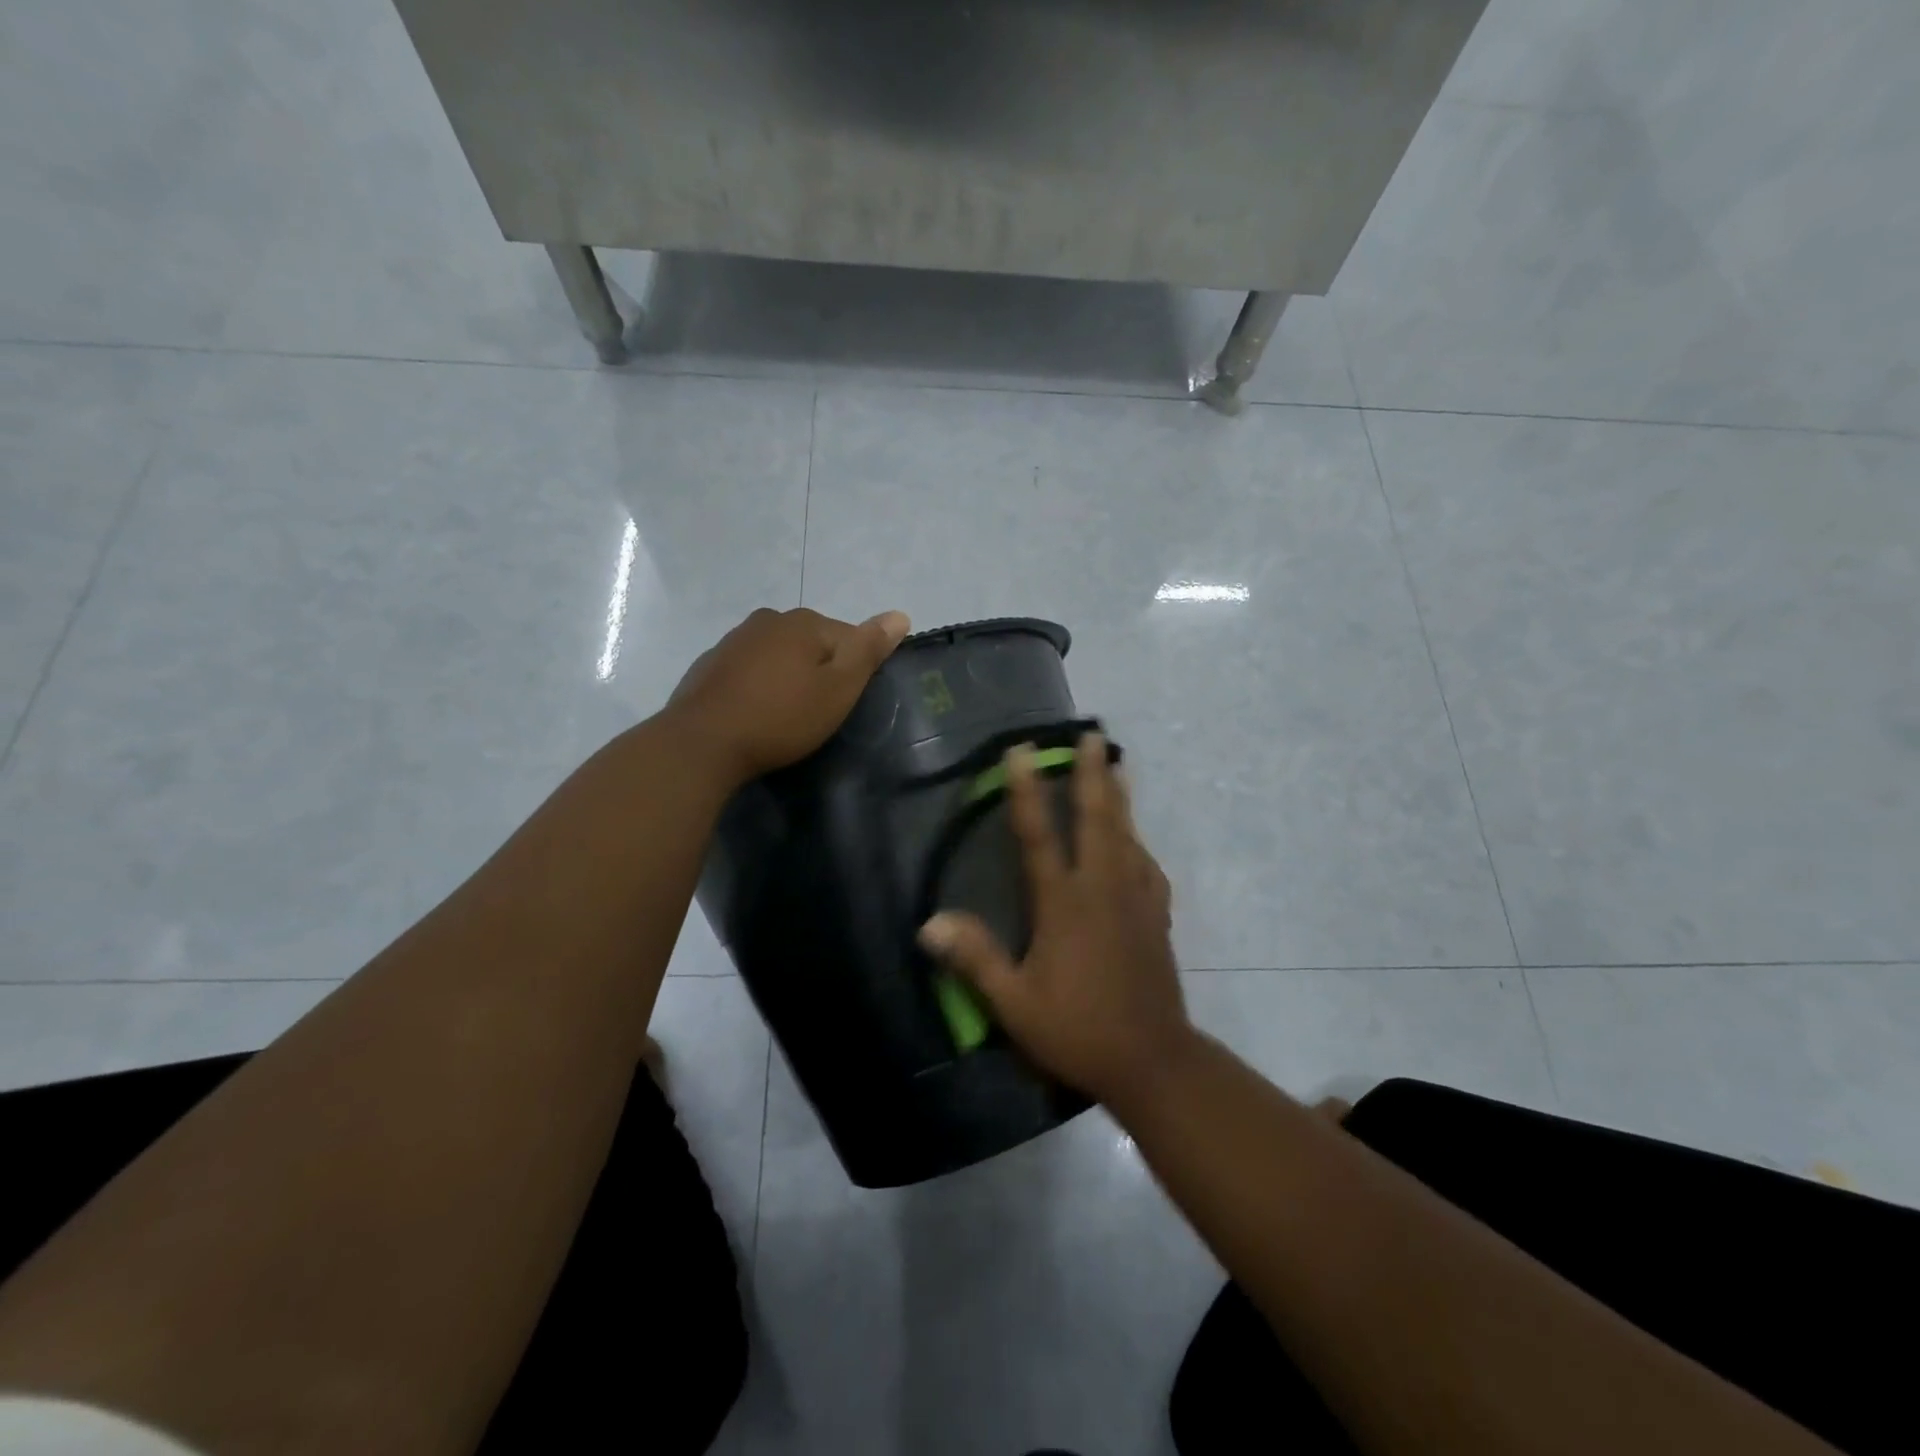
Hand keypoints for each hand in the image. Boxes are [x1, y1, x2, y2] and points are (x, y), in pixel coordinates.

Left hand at [667, 607, 910, 783]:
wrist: (702, 743)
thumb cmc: (781, 717)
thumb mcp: (838, 689)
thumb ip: (869, 650)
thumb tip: (900, 615)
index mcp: (804, 622)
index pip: (848, 637)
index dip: (853, 672)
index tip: (844, 703)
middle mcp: (768, 620)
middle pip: (812, 643)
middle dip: (820, 670)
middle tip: (817, 712)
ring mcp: (734, 640)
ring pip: (778, 655)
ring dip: (787, 677)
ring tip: (786, 715)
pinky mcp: (710, 664)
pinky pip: (749, 670)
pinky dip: (758, 685)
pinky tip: (755, 713)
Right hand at [917, 734, 1192, 1106]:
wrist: (1153, 1061)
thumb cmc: (1078, 1030)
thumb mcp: (1015, 1004)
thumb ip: (975, 959)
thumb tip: (929, 923)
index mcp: (1065, 903)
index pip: (1040, 835)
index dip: (1028, 790)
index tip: (1022, 749)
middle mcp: (1103, 888)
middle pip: (1097, 818)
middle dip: (1092, 774)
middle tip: (1092, 735)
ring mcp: (1136, 899)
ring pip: (1127, 834)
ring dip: (1119, 796)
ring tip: (1116, 765)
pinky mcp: (1157, 917)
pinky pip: (1147, 865)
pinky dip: (1138, 841)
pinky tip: (1135, 839)